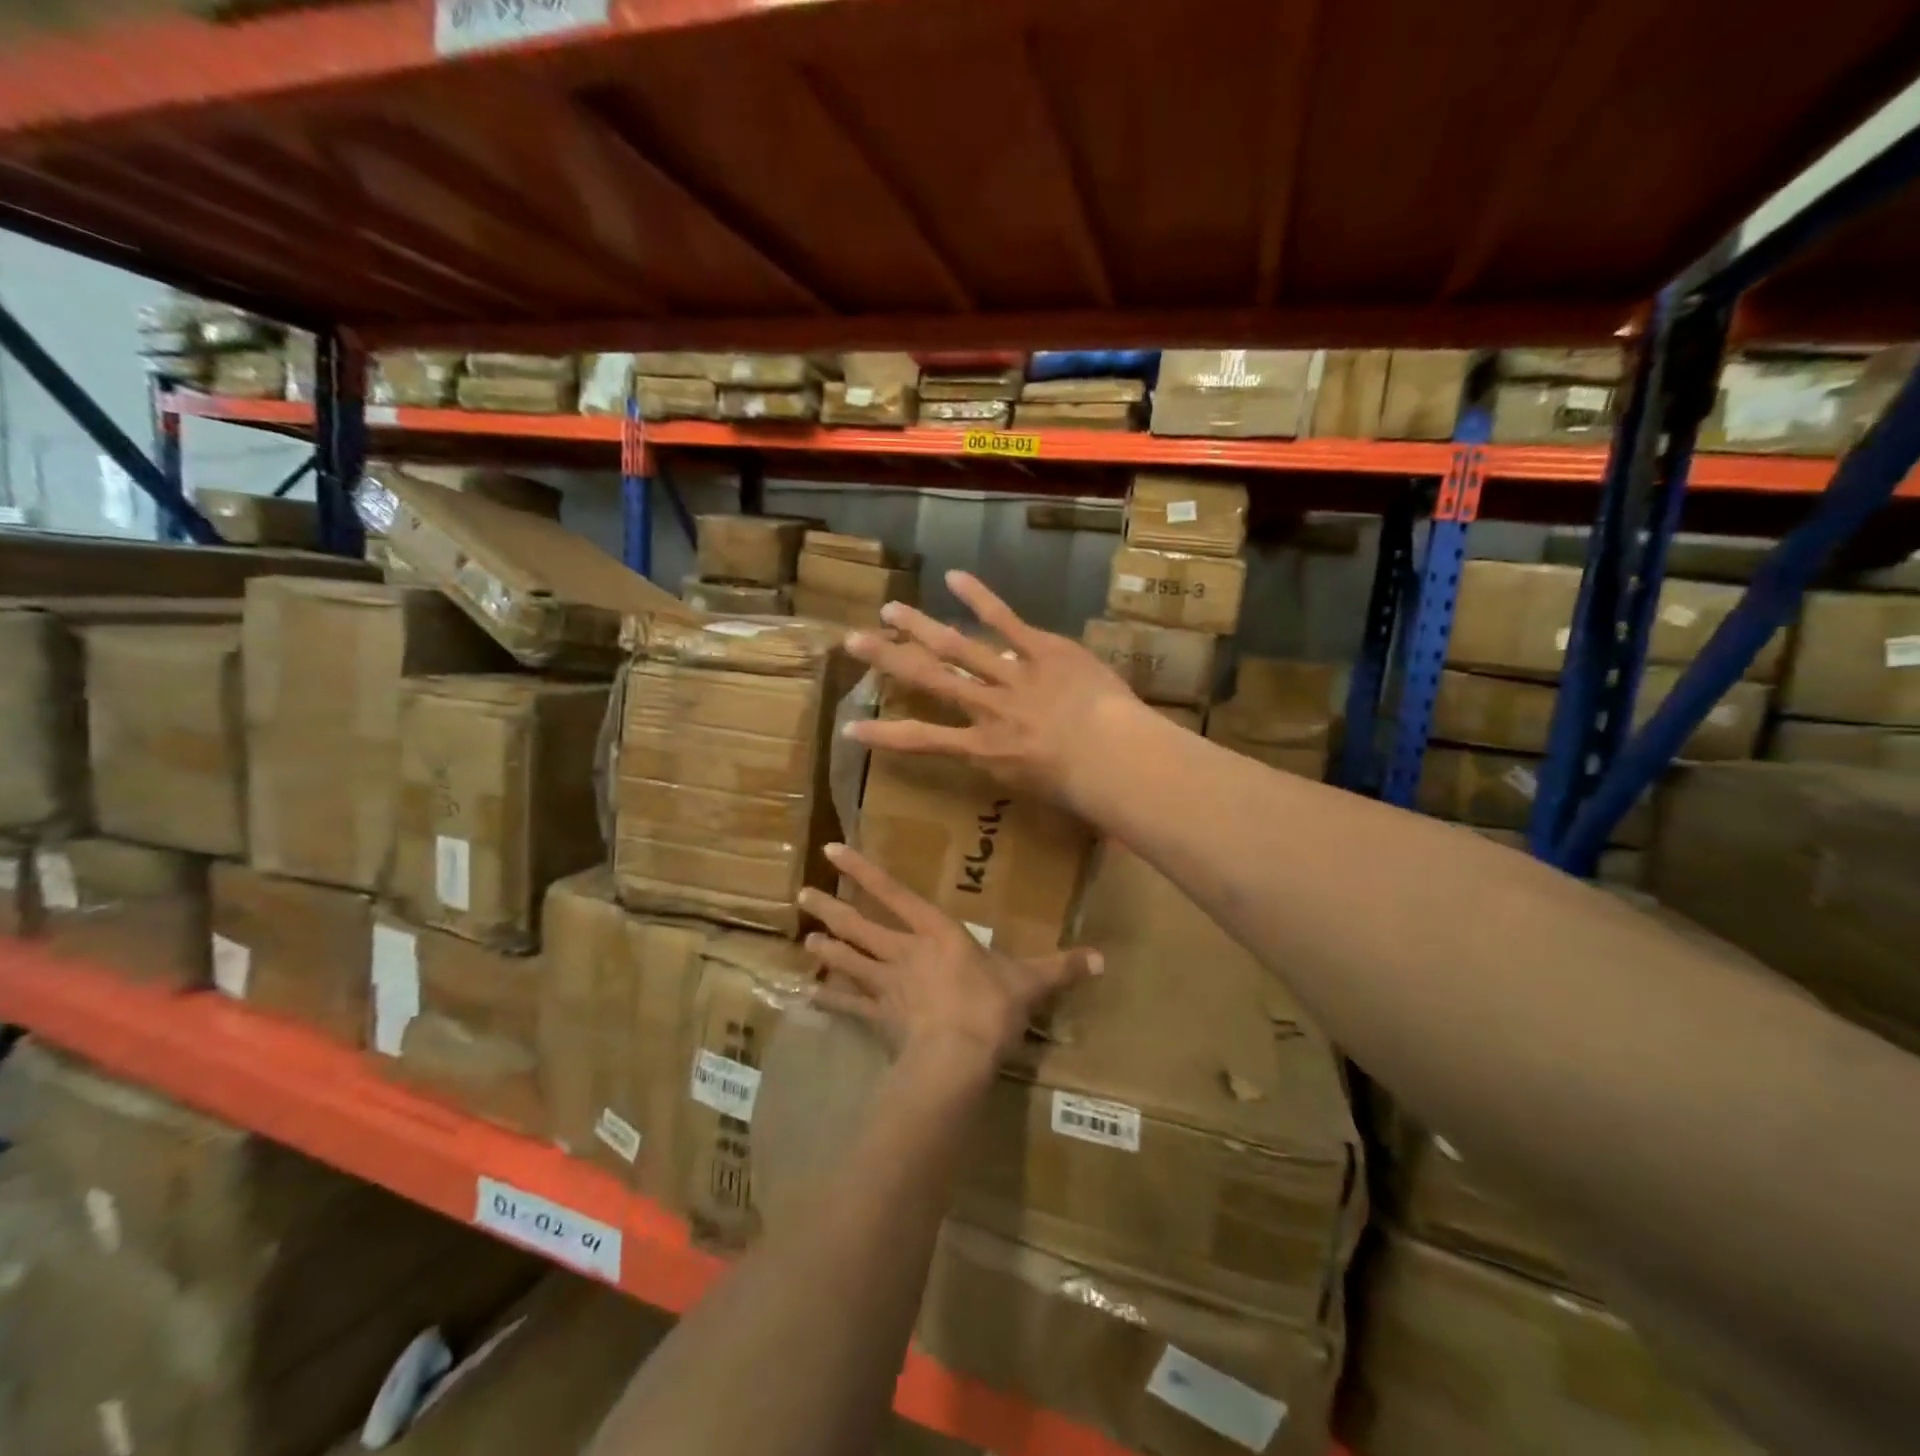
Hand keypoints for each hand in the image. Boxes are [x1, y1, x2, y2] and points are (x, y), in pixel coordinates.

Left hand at [799, 843, 1101, 1066]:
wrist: (957, 1055)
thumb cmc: (990, 1006)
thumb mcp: (1030, 982)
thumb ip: (1062, 967)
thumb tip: (1102, 958)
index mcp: (936, 933)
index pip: (894, 893)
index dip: (863, 870)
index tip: (833, 850)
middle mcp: (904, 952)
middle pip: (861, 926)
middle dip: (832, 908)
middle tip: (802, 893)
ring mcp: (887, 986)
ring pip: (850, 960)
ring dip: (828, 949)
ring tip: (807, 937)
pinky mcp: (880, 1018)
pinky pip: (852, 1005)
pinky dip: (832, 999)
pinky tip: (812, 994)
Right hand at [842, 570, 1144, 806]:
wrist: (1117, 758)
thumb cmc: (1082, 787)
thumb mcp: (1033, 786)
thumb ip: (1008, 764)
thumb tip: (997, 750)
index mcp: (983, 749)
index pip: (922, 741)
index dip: (884, 735)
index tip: (850, 727)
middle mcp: (987, 709)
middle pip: (929, 680)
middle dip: (888, 660)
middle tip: (853, 641)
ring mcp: (1012, 676)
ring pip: (956, 647)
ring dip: (920, 626)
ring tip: (890, 609)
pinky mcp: (1042, 650)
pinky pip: (1006, 621)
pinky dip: (979, 598)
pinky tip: (954, 577)